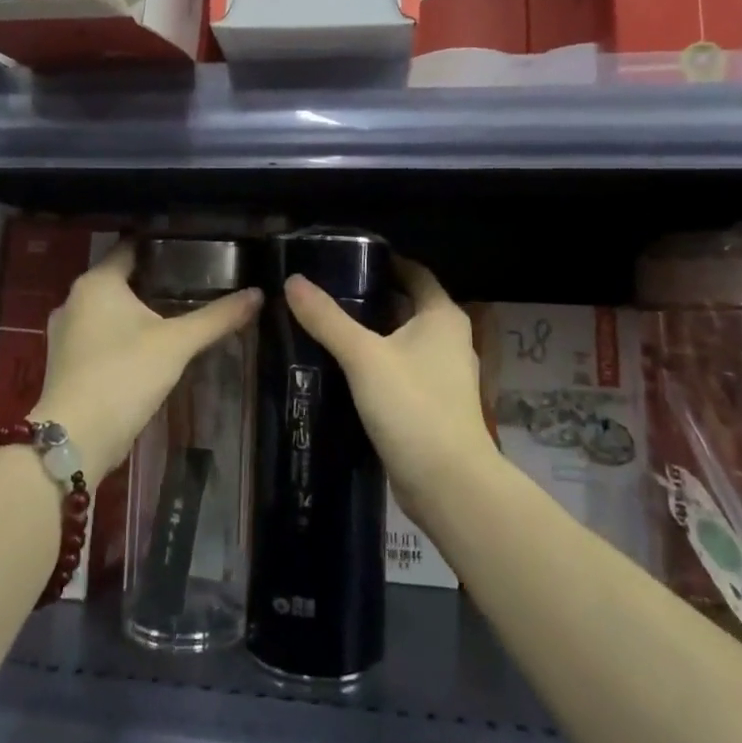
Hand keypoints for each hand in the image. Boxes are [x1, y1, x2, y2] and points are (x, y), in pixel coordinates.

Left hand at [35, 243, 260, 478]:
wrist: (76, 438)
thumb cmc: (124, 374)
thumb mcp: (177, 343)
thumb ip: (217, 317)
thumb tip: (258, 294)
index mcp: (97, 282)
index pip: (129, 248)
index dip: (160, 245)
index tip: (190, 247)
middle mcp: (74, 299)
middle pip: (119, 279)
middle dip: (152, 280)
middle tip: (192, 281)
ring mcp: (65, 333)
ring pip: (107, 309)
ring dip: (135, 310)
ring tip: (174, 313)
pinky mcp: (65, 362)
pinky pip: (98, 335)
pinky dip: (121, 335)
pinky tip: (148, 347)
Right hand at [284, 259, 492, 509]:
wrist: (448, 484)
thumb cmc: (413, 406)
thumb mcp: (364, 357)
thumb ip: (327, 318)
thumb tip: (293, 281)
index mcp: (442, 316)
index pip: (414, 273)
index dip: (384, 262)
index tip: (345, 258)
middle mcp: (449, 339)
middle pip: (406, 306)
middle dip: (370, 298)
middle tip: (325, 292)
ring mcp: (443, 374)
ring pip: (402, 340)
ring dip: (371, 333)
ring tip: (326, 326)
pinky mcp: (433, 404)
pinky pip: (401, 370)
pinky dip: (376, 363)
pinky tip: (343, 368)